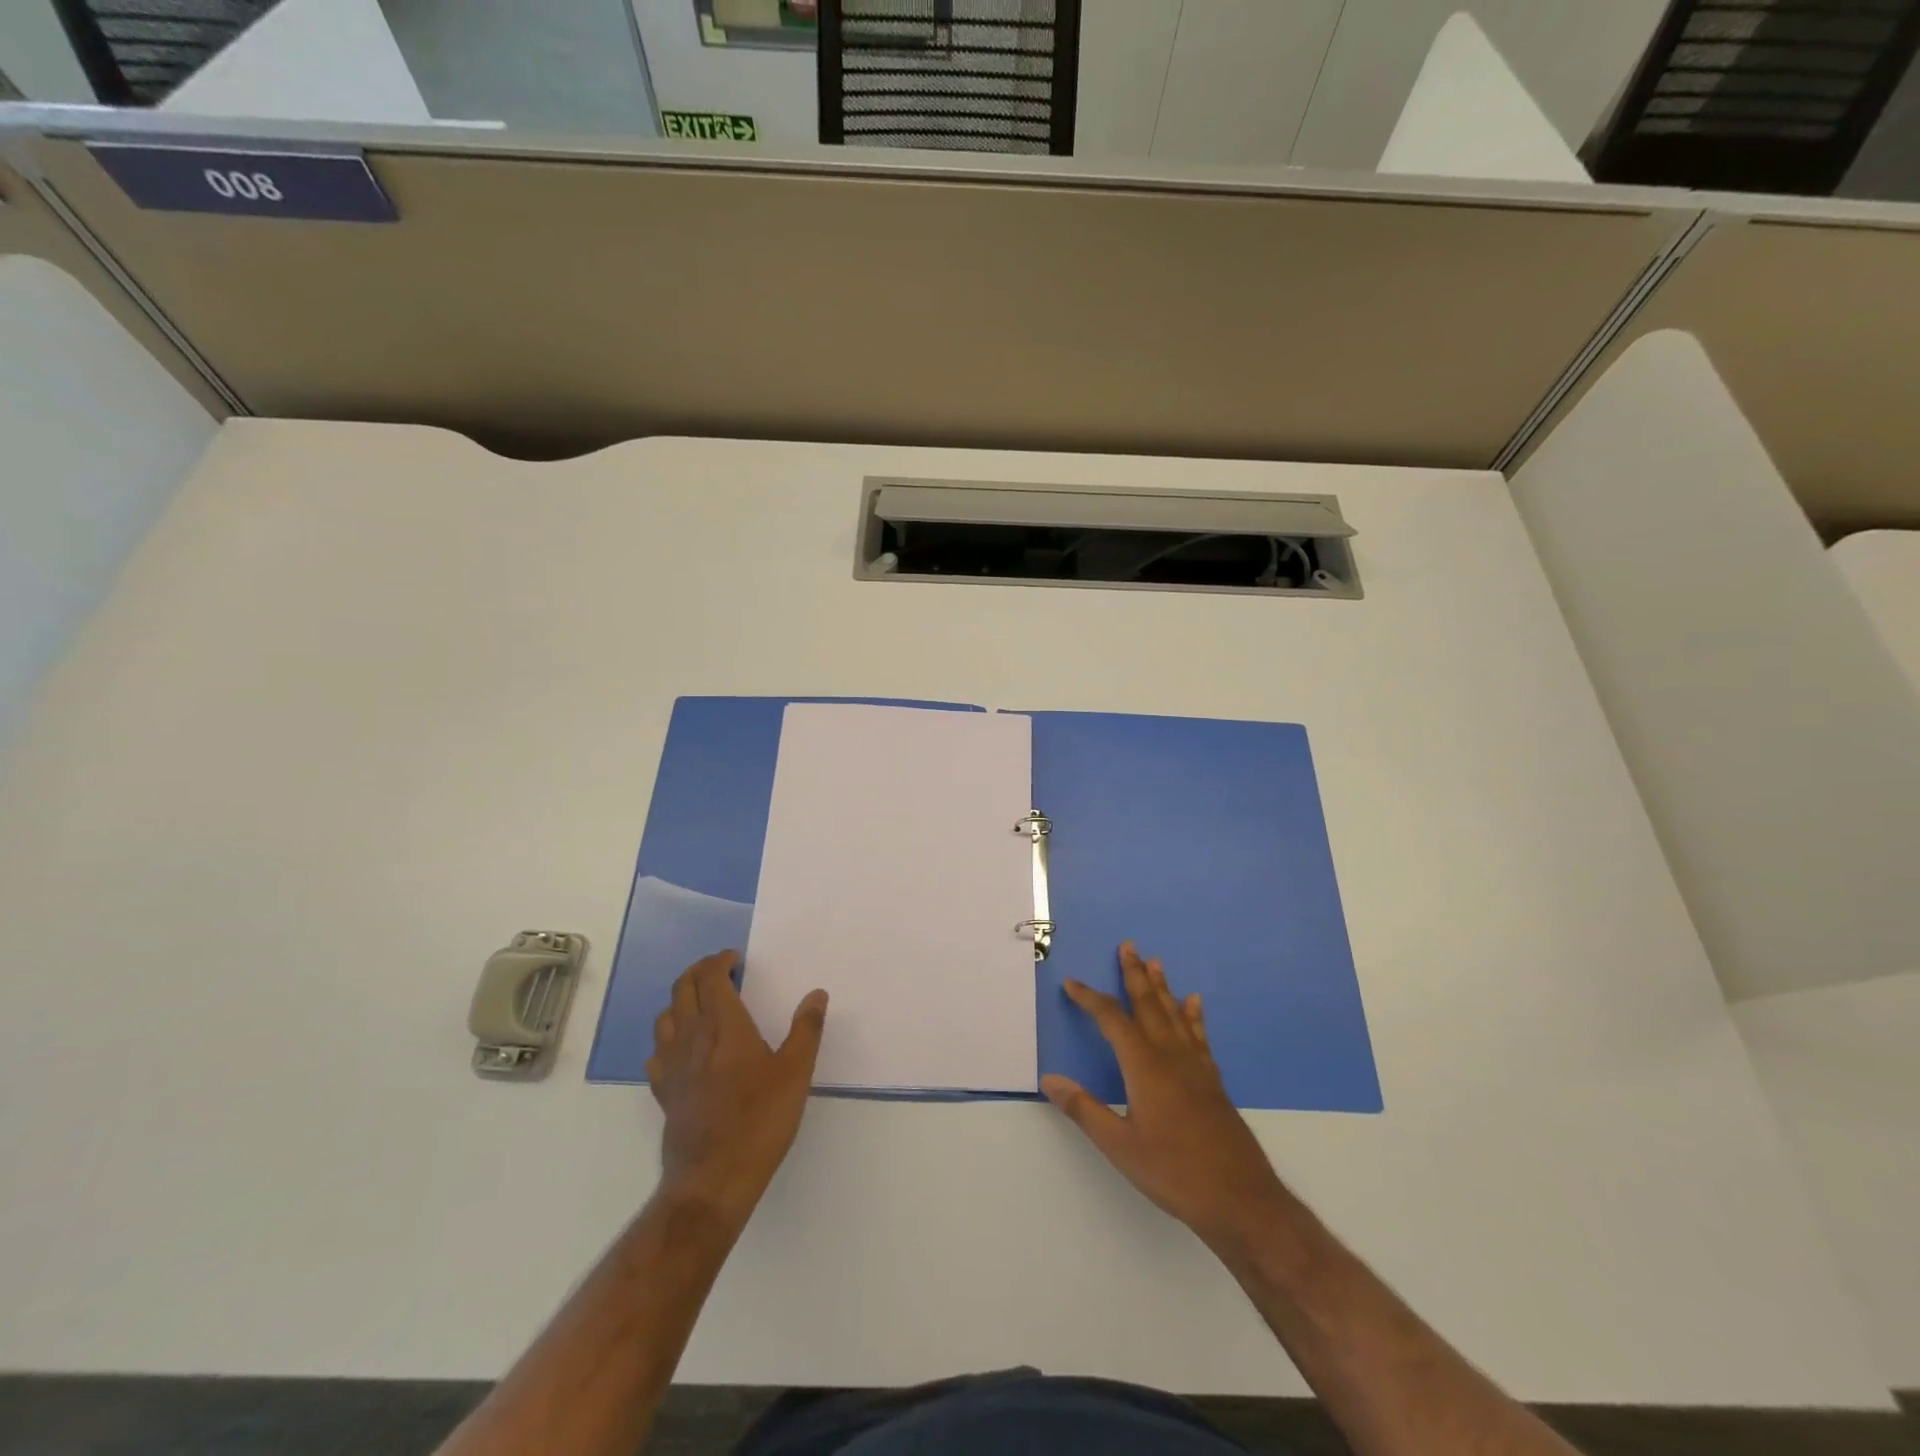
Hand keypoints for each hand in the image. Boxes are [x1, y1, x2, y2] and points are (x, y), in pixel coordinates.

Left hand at [647, 951, 827, 1231]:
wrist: (713, 1179)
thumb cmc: (759, 1121)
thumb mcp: (795, 1073)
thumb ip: (806, 1030)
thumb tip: (816, 994)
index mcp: (724, 1026)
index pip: (711, 978)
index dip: (719, 961)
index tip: (735, 958)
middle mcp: (692, 1038)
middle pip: (682, 989)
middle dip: (698, 971)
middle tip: (718, 969)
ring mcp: (673, 1066)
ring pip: (665, 1017)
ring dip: (681, 1000)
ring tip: (701, 1003)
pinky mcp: (664, 1093)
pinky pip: (657, 1053)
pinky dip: (669, 1038)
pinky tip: (683, 1049)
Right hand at [1043, 942, 1287, 1251]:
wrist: (1240, 1199)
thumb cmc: (1174, 1172)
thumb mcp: (1120, 1146)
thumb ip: (1084, 1110)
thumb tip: (1050, 1080)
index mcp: (1144, 1066)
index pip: (1112, 1020)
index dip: (1090, 999)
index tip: (1072, 983)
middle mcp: (1170, 1056)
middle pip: (1149, 1005)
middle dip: (1134, 975)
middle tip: (1128, 946)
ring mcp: (1196, 1066)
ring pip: (1175, 1015)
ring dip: (1162, 987)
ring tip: (1156, 962)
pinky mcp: (1212, 1081)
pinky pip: (1199, 1035)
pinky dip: (1193, 1015)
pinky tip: (1194, 1003)